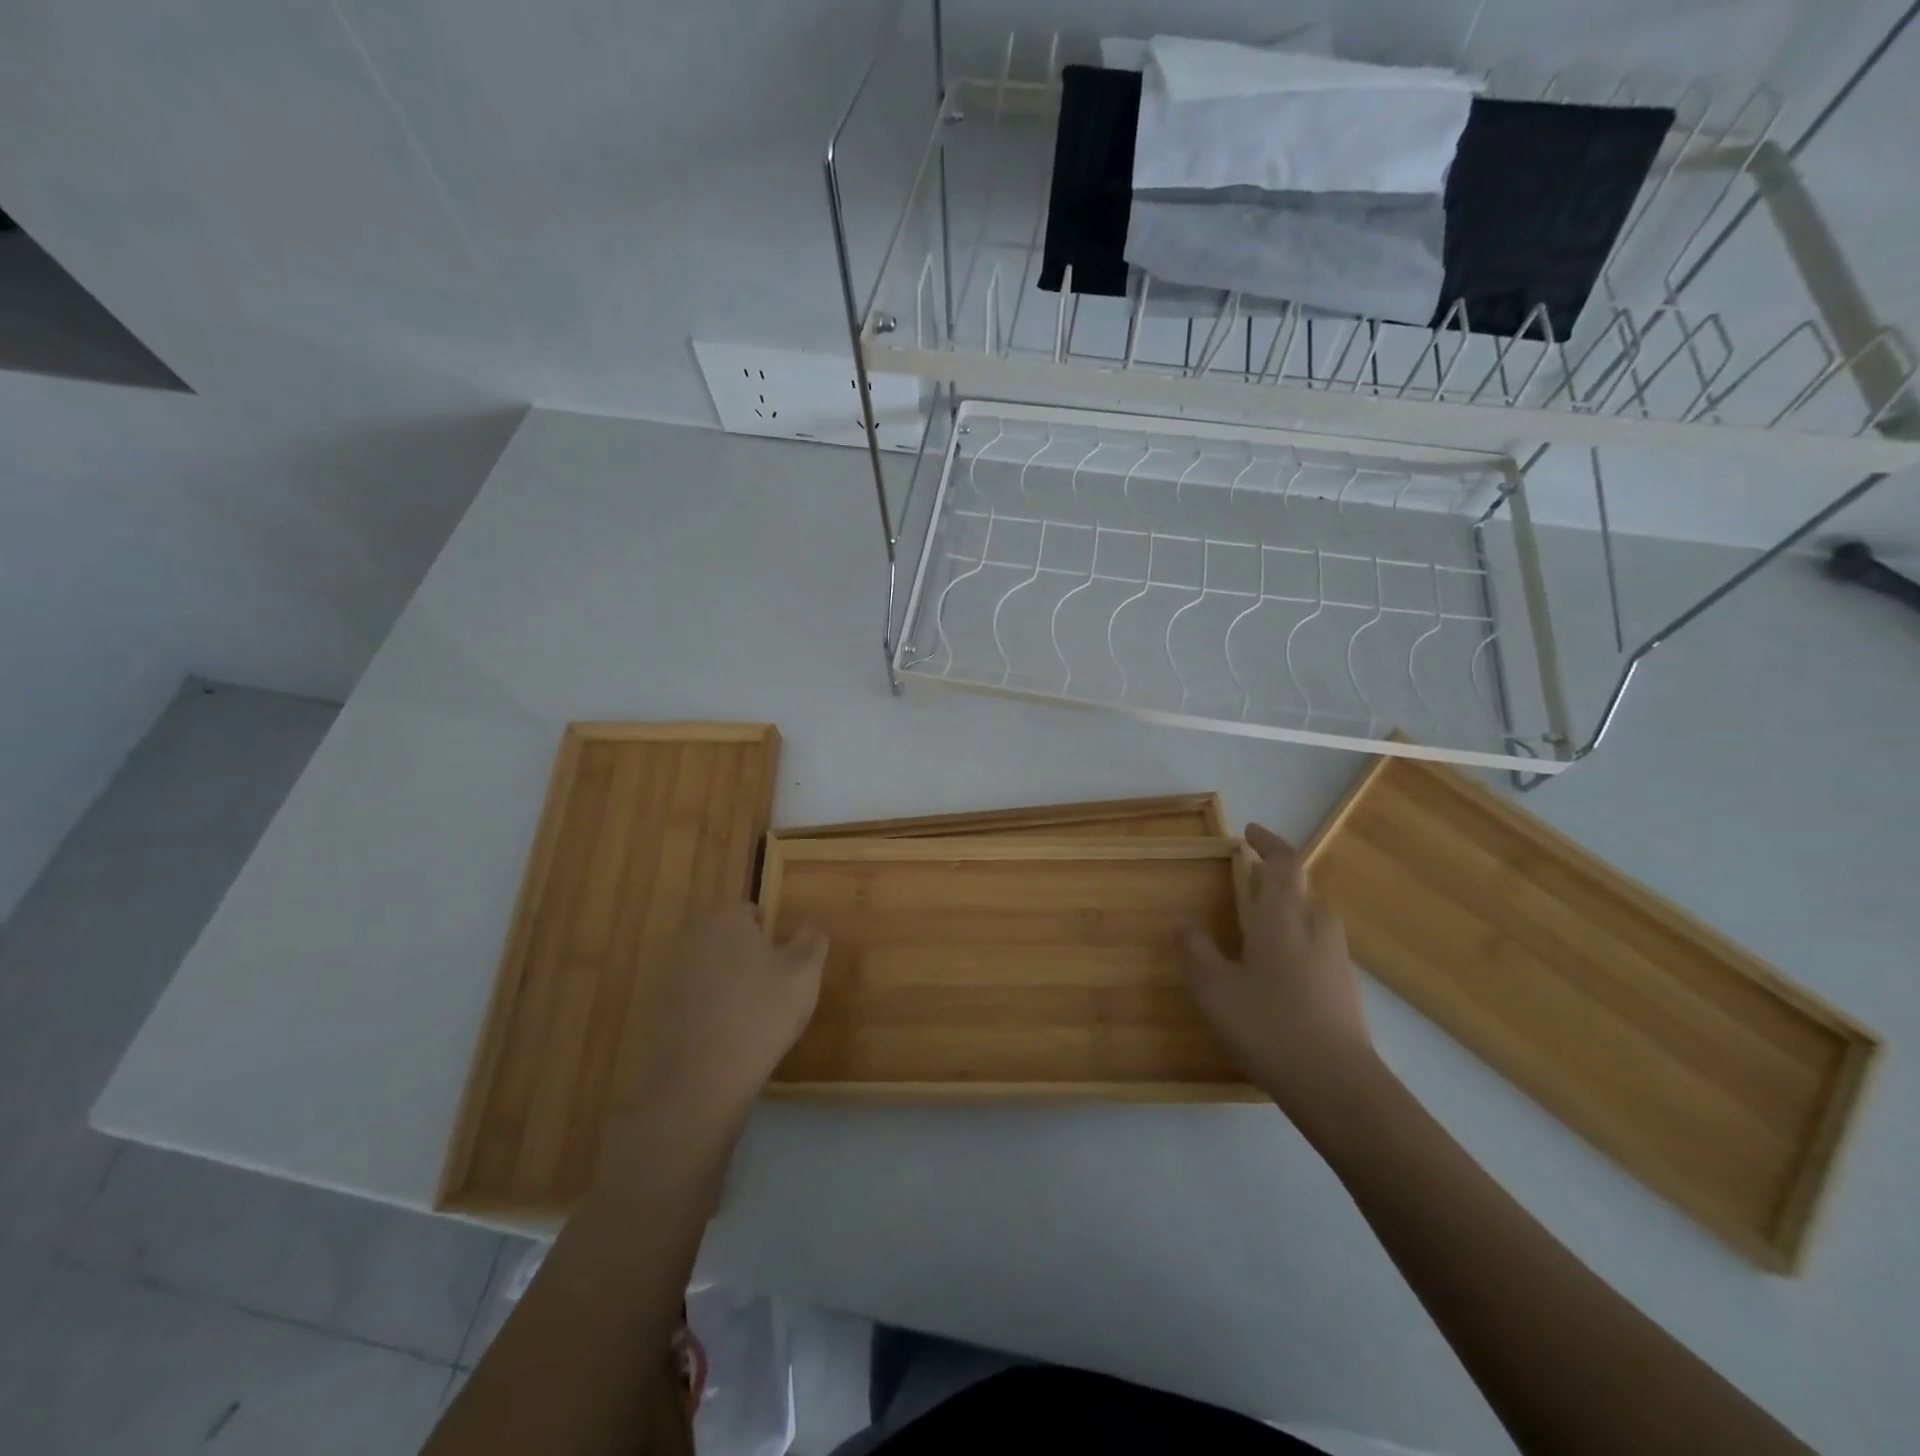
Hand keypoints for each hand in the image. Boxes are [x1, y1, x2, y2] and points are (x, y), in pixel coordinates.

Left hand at [613, 905, 826, 1140]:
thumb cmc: (762, 1012)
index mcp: (727, 920)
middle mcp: (694, 937)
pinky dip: (709, 1008)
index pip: (752, 912)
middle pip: (728, 939)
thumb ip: (812, 941)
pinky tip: (727, 1035)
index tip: (786, 961)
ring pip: (711, 968)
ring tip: (752, 1015)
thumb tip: (811, 925)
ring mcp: (671, 973)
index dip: (772, 934)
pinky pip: (694, 998)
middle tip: (773, 987)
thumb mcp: (805, 973)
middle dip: (748, 956)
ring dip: (728, 983)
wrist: (702, 1077)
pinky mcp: (659, 1009)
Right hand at [1178, 824, 1378, 1126]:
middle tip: (1247, 880)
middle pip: (1301, 889)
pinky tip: (1276, 972)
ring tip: (1257, 926)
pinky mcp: (1345, 990)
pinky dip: (1296, 942)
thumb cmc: (1268, 1025)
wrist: (1338, 1086)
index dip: (1268, 842)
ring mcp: (1336, 960)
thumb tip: (1186, 925)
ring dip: (1286, 911)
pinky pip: (1318, 948)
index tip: (1249, 833)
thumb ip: (1195, 951)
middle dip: (1275, 879)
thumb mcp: (1213, 989)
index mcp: (1283, 917)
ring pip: (1311, 919)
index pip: (1283, 863)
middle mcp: (1315, 929)